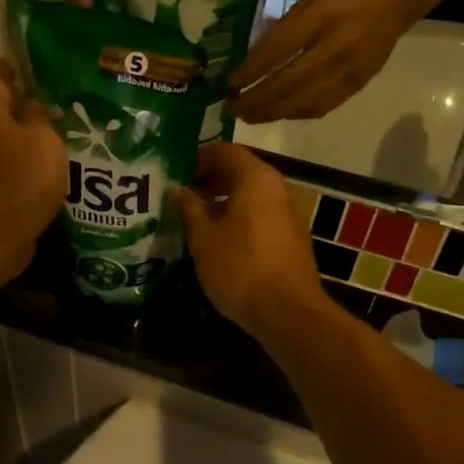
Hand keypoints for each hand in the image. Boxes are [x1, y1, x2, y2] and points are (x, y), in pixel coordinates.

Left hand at [0, 59, 66, 284]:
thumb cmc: (18, 180)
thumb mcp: (43, 141)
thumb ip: (41, 119)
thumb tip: (33, 105)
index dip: (10, 70)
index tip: (22, 63)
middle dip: (23, 110)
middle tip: (55, 106)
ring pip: (4, 147)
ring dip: (25, 144)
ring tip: (57, 143)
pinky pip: (7, 174)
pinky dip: (23, 172)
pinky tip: (47, 176)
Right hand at [171, 144, 327, 335]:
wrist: (288, 312)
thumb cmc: (240, 267)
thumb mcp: (204, 237)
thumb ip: (189, 208)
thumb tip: (176, 189)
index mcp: (256, 178)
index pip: (224, 150)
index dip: (197, 158)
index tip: (173, 174)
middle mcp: (277, 187)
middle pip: (239, 171)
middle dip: (207, 181)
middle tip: (178, 197)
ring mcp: (287, 213)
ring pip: (249, 195)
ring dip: (221, 202)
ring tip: (191, 220)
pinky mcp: (290, 237)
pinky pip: (259, 215)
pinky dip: (237, 219)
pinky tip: (216, 240)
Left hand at [228, 0, 412, 122]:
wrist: (392, 4)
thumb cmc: (342, 0)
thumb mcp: (307, 4)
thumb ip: (280, 31)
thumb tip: (250, 63)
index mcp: (320, 18)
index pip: (279, 50)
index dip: (251, 71)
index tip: (228, 85)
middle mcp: (335, 48)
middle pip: (288, 83)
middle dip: (256, 100)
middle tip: (232, 109)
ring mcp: (348, 71)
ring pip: (303, 102)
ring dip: (272, 113)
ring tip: (249, 116)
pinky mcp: (356, 87)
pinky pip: (320, 107)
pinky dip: (294, 114)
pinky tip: (278, 115)